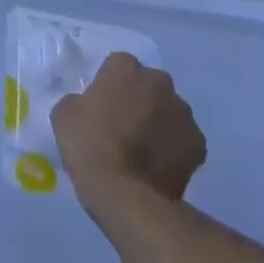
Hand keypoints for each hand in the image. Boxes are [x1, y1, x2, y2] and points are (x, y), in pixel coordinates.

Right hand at [52, 52, 205, 217]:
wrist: (125, 196)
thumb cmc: (90, 146)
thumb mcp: (64, 114)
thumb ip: (80, 100)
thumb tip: (90, 105)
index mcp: (125, 67)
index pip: (118, 66)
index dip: (110, 86)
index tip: (102, 107)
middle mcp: (159, 81)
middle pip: (149, 85)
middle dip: (140, 99)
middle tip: (124, 127)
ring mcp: (183, 112)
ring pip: (169, 111)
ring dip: (159, 123)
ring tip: (144, 152)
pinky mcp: (199, 144)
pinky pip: (184, 140)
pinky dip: (174, 149)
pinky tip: (159, 168)